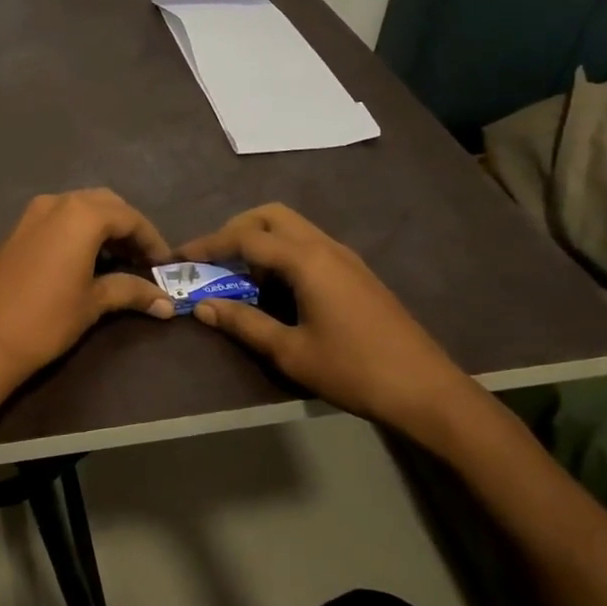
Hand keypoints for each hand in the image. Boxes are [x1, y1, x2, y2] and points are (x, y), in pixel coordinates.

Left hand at [0, 189, 174, 390]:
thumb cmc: (45, 319)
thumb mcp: (93, 304)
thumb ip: (130, 292)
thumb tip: (166, 303)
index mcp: (81, 214)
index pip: (129, 217)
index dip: (152, 240)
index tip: (165, 264)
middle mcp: (56, 203)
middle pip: (104, 204)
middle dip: (127, 228)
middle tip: (142, 259)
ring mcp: (30, 215)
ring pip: (77, 209)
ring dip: (101, 228)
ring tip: (118, 262)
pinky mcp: (14, 232)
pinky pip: (56, 221)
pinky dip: (76, 233)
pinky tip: (83, 262)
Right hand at [179, 204, 477, 433]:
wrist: (426, 390)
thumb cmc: (353, 370)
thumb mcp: (290, 351)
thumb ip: (243, 323)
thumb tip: (202, 307)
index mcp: (306, 260)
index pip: (246, 237)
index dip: (208, 244)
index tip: (180, 257)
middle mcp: (325, 246)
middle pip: (271, 216)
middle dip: (235, 229)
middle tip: (212, 259)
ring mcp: (345, 257)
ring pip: (292, 228)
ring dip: (260, 240)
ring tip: (239, 275)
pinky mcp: (356, 272)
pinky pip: (308, 245)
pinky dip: (282, 253)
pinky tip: (275, 288)